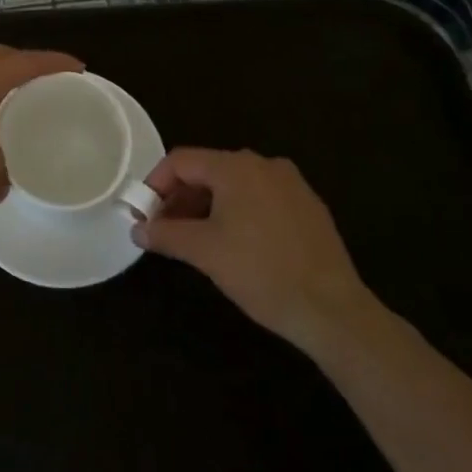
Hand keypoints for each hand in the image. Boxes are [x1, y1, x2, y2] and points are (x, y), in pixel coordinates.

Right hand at [133, 148, 374, 351]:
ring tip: (197, 240)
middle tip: (166, 229)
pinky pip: (261, 199)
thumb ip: (166, 234)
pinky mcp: (309, 208)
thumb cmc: (260, 272)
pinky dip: (239, 213)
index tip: (145, 213)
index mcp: (235, 166)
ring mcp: (291, 184)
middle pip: (208, 170)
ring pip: (235, 185)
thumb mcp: (204, 252)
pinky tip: (237, 245)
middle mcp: (264, 164)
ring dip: (208, 206)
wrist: (333, 311)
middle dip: (182, 197)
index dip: (156, 183)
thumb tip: (138, 230)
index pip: (181, 160)